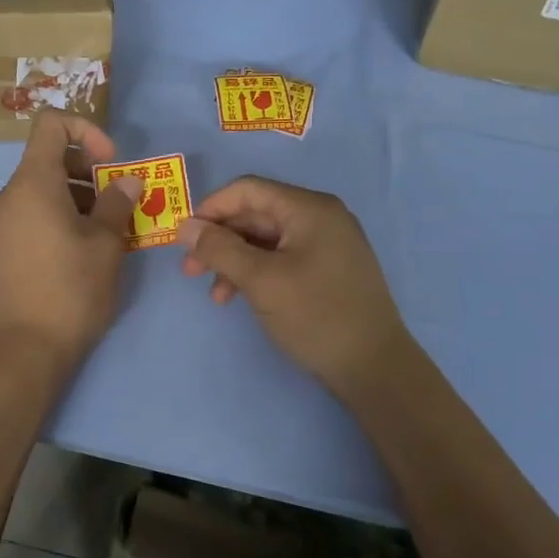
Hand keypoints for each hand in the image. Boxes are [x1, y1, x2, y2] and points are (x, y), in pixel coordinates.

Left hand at [0, 110, 142, 371]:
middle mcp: (12, 193)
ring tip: (112, 228)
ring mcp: (5, 220)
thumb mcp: (105, 243)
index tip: (111, 162)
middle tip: (120, 201)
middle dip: (91, 169)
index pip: (51, 124)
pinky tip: (90, 246)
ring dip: (82, 195)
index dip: (86, 130)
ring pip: (46, 187)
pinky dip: (65, 213)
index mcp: (32, 182)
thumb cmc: (70, 289)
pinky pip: (37, 210)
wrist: (26, 347)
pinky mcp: (7, 243)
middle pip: (51, 156)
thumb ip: (117, 203)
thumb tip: (128, 181)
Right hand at [176, 177, 405, 407]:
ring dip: (234, 261)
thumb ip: (219, 248)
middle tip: (190, 270)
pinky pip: (282, 258)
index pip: (248, 190)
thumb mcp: (260, 280)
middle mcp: (320, 217)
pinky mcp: (328, 269)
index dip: (210, 209)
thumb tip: (185, 226)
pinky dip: (256, 273)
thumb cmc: (315, 315)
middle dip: (219, 240)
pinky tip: (240, 297)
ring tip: (215, 295)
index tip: (184, 238)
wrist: (374, 367)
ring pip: (265, 240)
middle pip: (255, 214)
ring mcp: (327, 243)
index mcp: (309, 208)